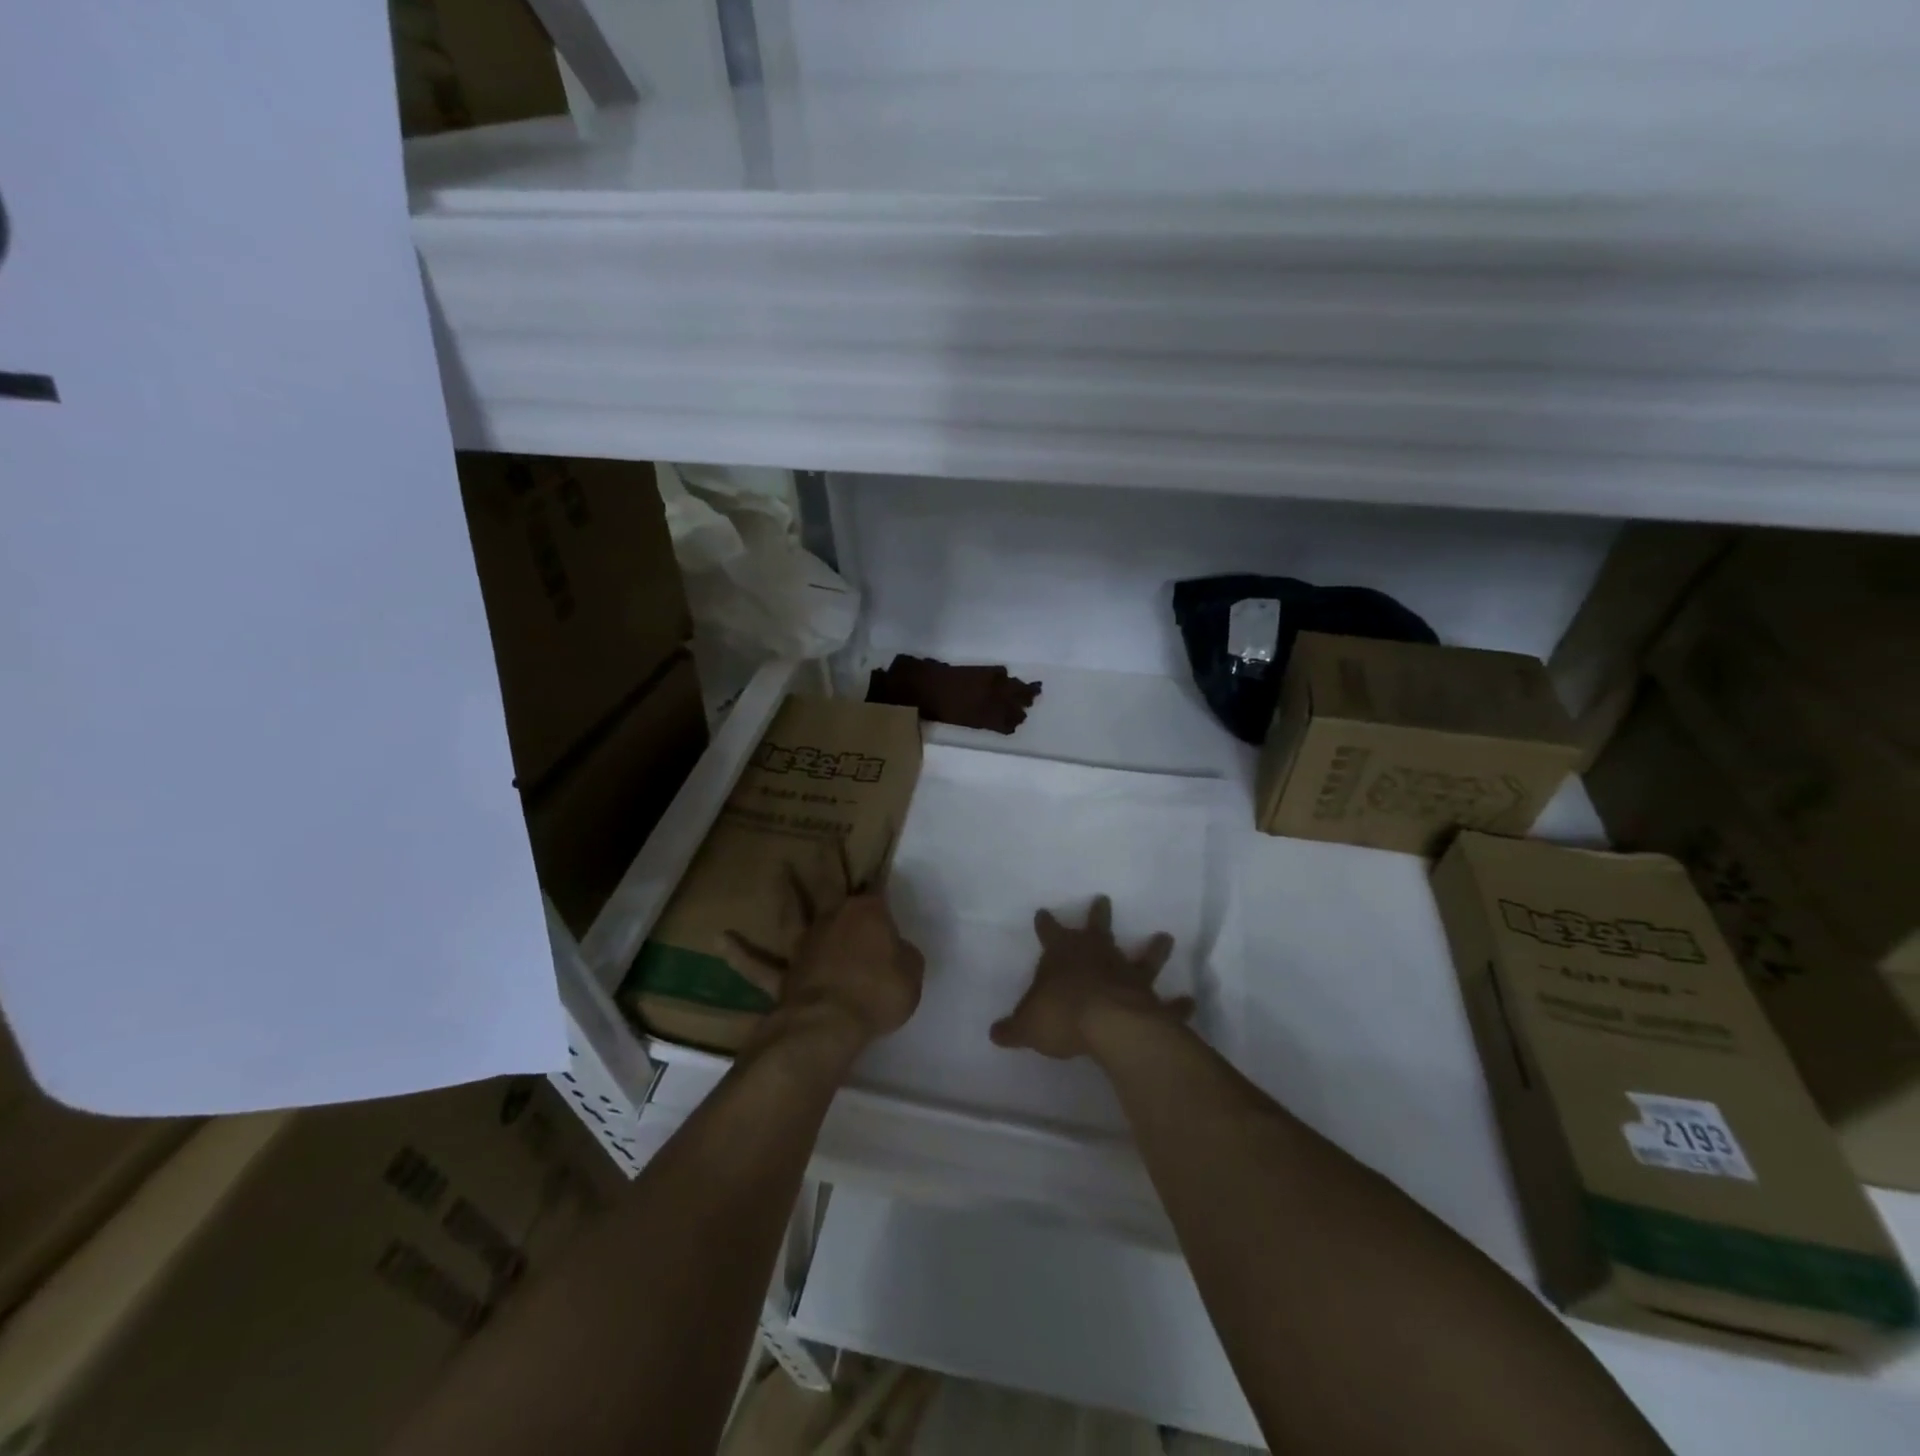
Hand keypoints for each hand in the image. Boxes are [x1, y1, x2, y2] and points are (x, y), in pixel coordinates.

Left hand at [730, 869, 924, 1049]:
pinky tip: (721, 939)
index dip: (878, 872)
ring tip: (778, 870)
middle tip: (823, 841)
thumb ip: (904, 957)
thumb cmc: (878, 994)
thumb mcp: (911, 973)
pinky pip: (758, 965)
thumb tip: (895, 951)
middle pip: (829, 884)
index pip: (876, 888)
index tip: (877, 854)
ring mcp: (803, 946)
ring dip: (784, 892)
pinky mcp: (782, 974)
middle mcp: (832, 920)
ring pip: (792, 913)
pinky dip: (740, 953)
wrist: (829, 1022)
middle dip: (828, 862)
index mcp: (867, 915)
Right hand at [991, 895, 1190, 1059]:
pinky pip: (1167, 1004)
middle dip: (1098, 915)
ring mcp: (1128, 976)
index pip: (1050, 934)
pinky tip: (1190, 1001)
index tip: (1043, 912)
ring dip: (1154, 949)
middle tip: (1103, 899)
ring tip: (1165, 937)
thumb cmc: (1061, 1015)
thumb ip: (1014, 1028)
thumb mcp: (1028, 1025)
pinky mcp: (1152, 1002)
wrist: (1108, 1025)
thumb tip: (994, 1033)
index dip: (1046, 925)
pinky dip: (1178, 1004)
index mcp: (1064, 955)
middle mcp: (1098, 957)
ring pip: (1143, 958)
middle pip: (1097, 930)